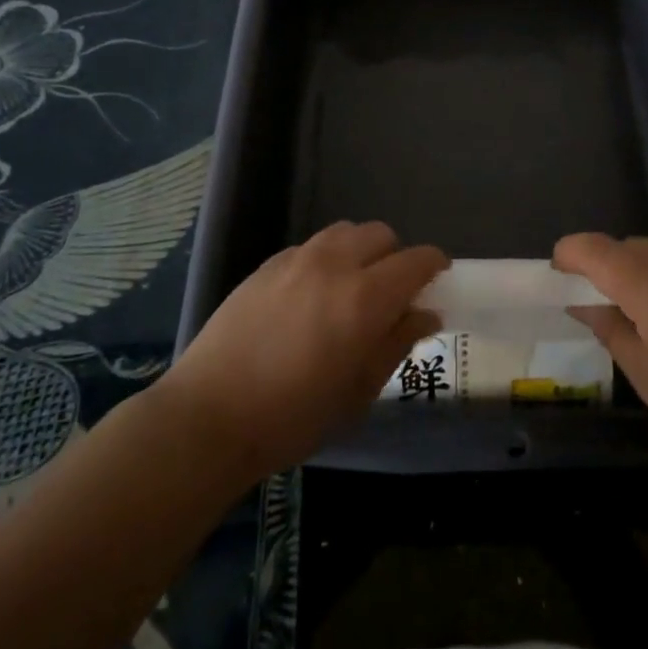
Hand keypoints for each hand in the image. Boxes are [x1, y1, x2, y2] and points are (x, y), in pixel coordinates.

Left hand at [154, 222, 444, 485]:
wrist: (210, 416)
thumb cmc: (294, 416)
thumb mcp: (359, 391)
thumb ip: (397, 342)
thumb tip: (426, 313)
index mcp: (366, 298)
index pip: (417, 260)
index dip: (434, 266)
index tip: (437, 281)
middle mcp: (335, 265)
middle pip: (382, 235)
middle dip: (396, 257)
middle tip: (390, 294)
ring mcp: (296, 259)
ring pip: (345, 232)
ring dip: (360, 251)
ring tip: (350, 288)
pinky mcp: (267, 265)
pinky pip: (311, 246)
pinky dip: (326, 259)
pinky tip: (310, 296)